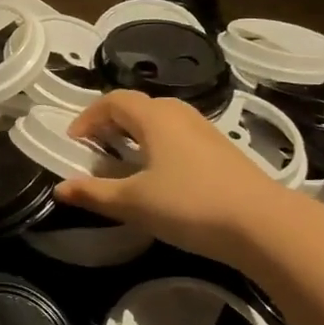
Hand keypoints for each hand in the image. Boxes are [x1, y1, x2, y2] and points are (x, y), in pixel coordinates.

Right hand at [55, 91, 291, 263]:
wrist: (263, 224)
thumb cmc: (190, 205)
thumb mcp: (134, 203)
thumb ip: (95, 193)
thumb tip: (60, 189)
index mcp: (154, 117)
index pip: (113, 100)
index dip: (88, 116)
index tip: (74, 141)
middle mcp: (179, 114)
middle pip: (138, 106)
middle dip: (111, 123)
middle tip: (96, 149)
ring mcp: (205, 130)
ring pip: (161, 121)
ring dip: (136, 134)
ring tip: (125, 162)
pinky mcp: (222, 151)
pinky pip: (179, 136)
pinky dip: (158, 146)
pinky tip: (161, 176)